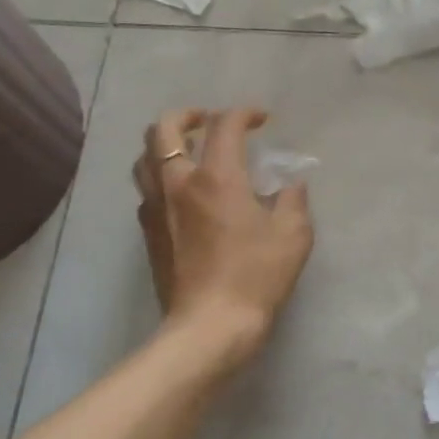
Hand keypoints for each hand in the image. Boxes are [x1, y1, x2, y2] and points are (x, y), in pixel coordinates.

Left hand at [133, 107, 313, 366]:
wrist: (211, 325)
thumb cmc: (256, 277)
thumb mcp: (293, 236)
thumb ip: (293, 200)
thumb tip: (291, 184)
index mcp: (217, 177)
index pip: (224, 125)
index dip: (244, 113)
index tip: (261, 120)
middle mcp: (178, 182)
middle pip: (163, 128)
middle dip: (187, 115)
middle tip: (208, 122)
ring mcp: (156, 207)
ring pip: (145, 157)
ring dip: (165, 145)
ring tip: (188, 153)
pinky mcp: (148, 232)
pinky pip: (146, 190)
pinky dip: (161, 178)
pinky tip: (181, 194)